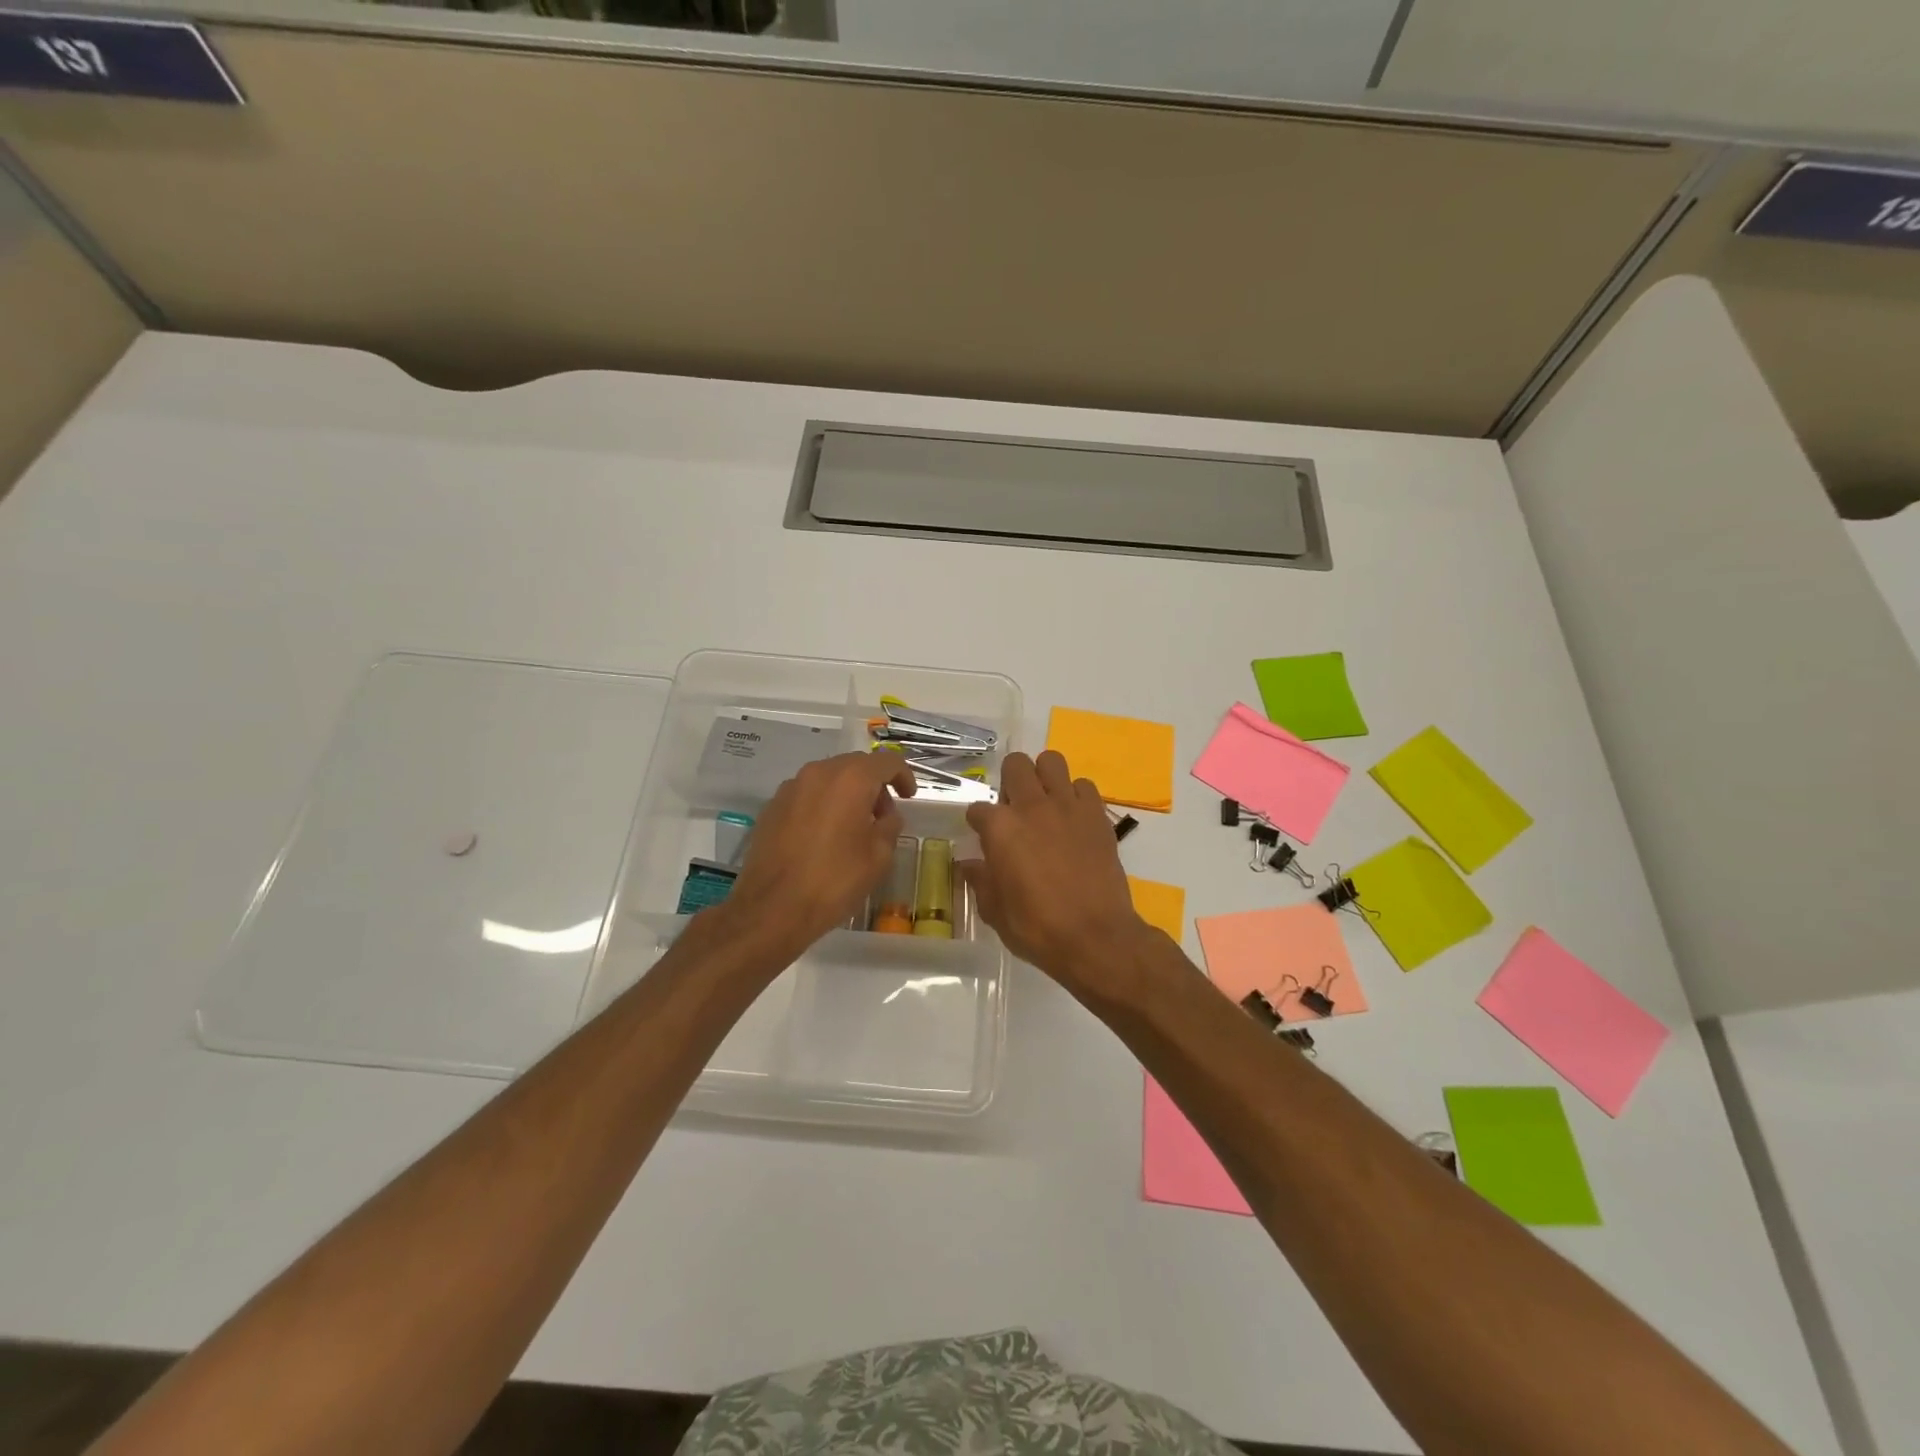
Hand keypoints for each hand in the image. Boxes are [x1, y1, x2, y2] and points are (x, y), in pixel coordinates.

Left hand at [724, 751, 916, 955]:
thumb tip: (887, 816)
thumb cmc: (834, 880)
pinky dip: (822, 805)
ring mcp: (791, 787)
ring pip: (829, 778)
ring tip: (852, 827)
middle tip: (882, 816)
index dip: (904, 776)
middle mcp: (819, 773)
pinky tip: (823, 836)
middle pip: (855, 765)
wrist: (772, 908)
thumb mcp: (879, 857)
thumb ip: (889, 826)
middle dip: (874, 785)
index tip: (909, 797)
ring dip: (847, 794)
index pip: (887, 761)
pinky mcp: (772, 806)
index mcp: (851, 779)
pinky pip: (807, 795)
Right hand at [960, 751, 1155, 991]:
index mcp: (1000, 828)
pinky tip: (1073, 818)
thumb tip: (970, 865)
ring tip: (1045, 802)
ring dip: (1044, 777)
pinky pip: (1084, 786)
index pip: (977, 809)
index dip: (978, 823)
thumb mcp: (995, 911)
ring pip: (1052, 761)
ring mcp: (1067, 806)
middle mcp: (1031, 806)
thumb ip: (981, 881)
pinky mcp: (1097, 814)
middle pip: (1015, 765)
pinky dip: (1076, 796)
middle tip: (1014, 807)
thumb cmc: (1037, 928)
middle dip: (1010, 780)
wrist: (1095, 937)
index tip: (983, 838)